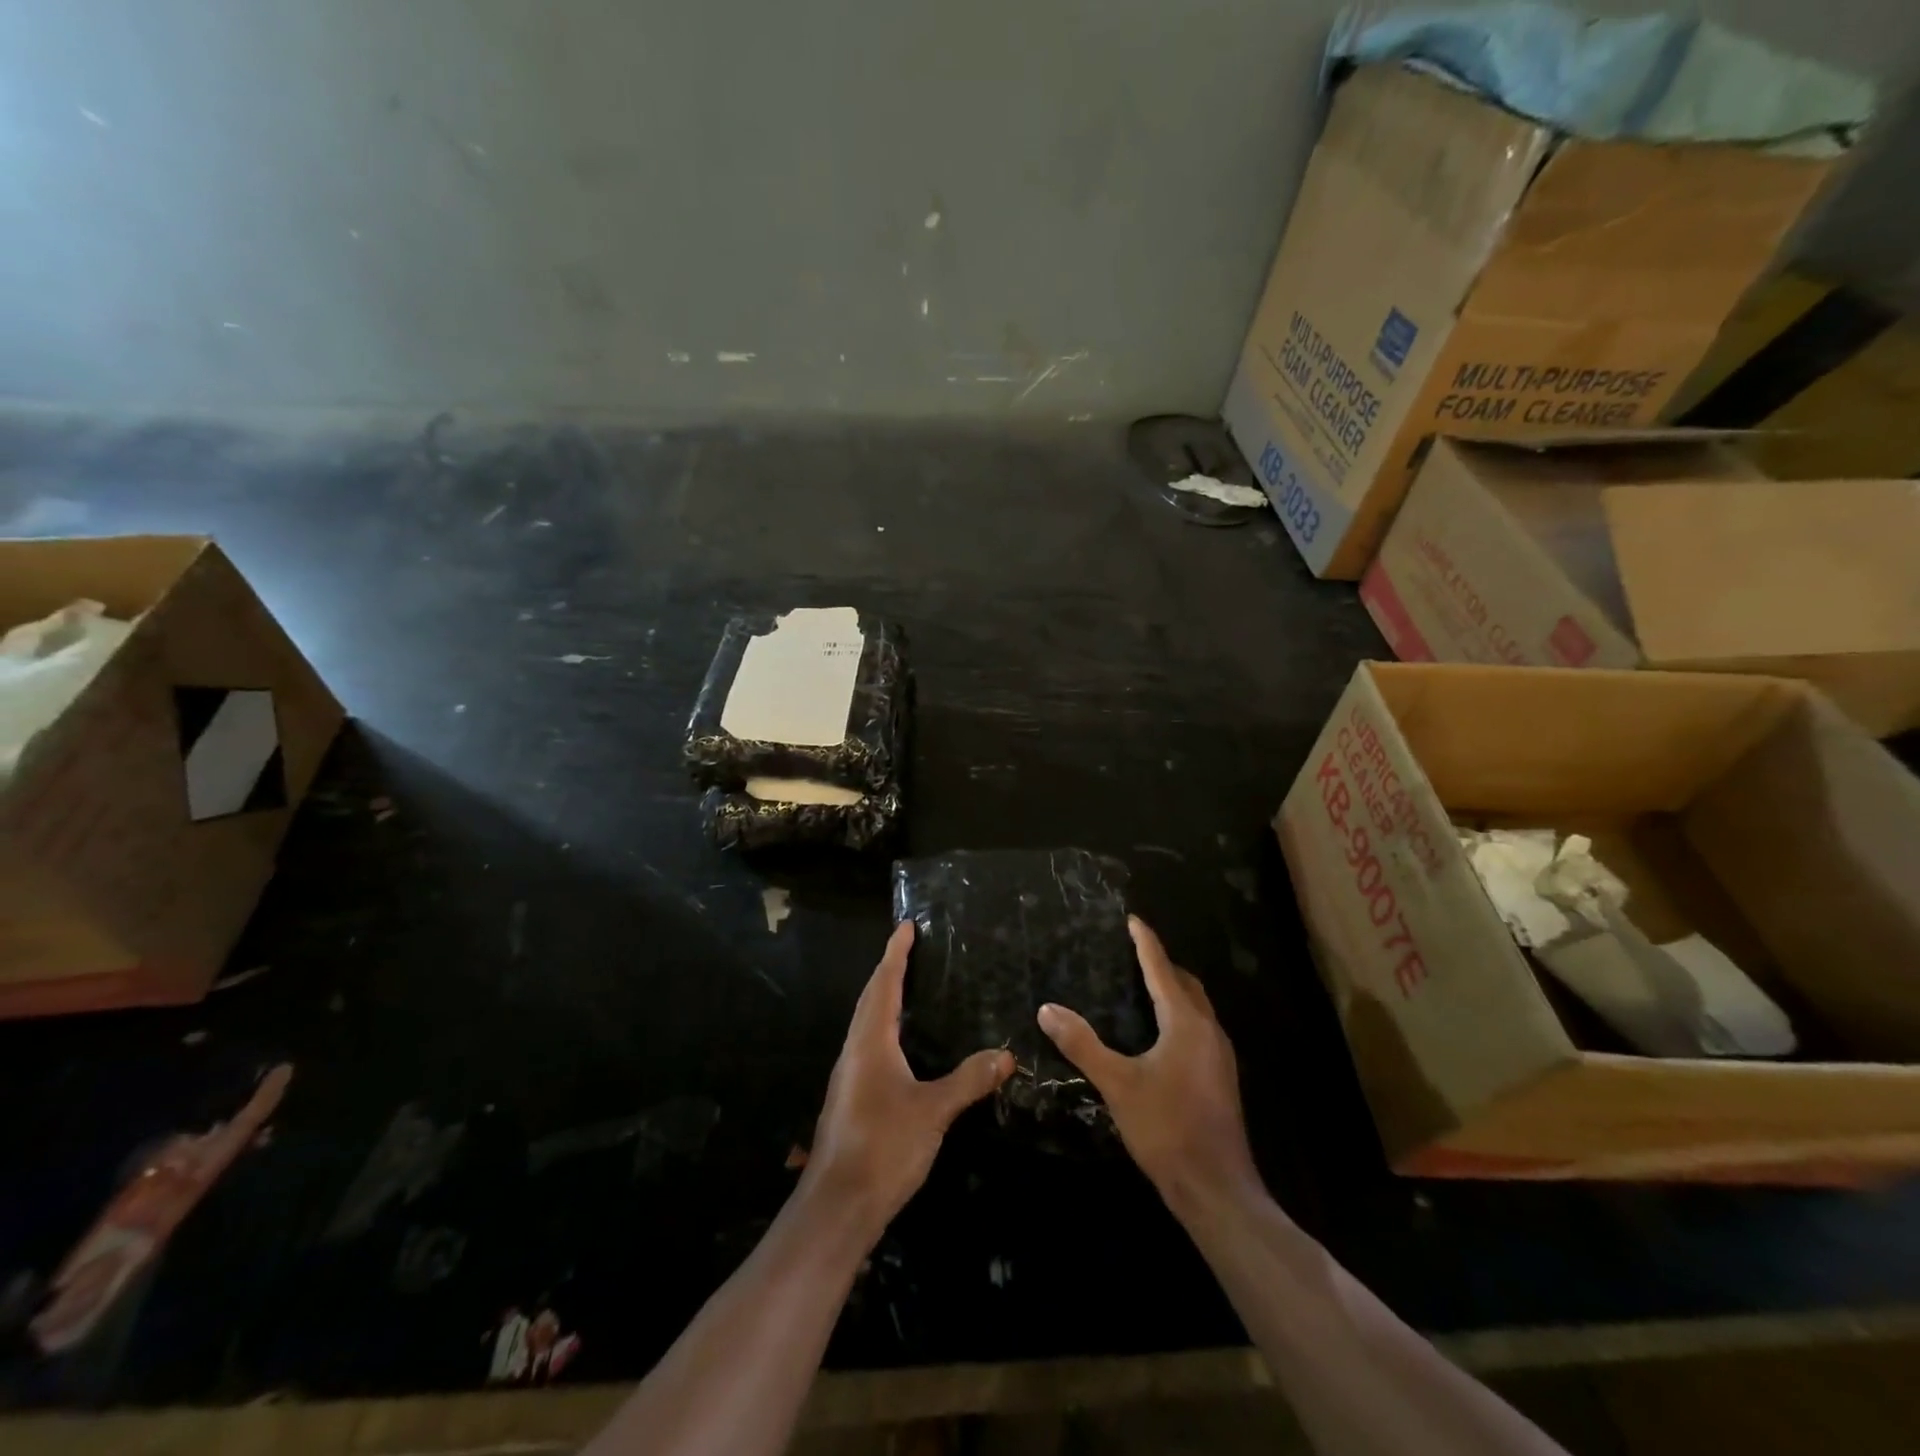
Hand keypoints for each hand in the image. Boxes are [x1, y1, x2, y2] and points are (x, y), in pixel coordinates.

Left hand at [800, 922, 1012, 1240]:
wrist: (837, 1206)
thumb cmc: (883, 1146)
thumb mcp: (933, 1111)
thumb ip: (968, 1080)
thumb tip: (1005, 1054)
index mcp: (870, 1041)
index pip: (884, 984)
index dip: (896, 953)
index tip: (906, 926)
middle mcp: (855, 1050)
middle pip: (871, 998)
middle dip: (889, 970)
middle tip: (910, 948)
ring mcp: (850, 1076)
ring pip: (867, 1023)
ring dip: (884, 998)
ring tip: (908, 987)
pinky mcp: (852, 1098)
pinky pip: (870, 1045)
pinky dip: (885, 1028)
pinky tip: (902, 1046)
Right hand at [1038, 917, 1258, 1214]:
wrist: (1216, 1189)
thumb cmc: (1166, 1128)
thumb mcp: (1117, 1084)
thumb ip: (1082, 1044)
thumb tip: (1047, 1008)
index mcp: (1186, 1023)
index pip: (1162, 969)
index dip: (1146, 943)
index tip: (1132, 920)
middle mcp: (1208, 1031)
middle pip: (1186, 984)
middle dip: (1162, 964)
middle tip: (1133, 953)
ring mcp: (1219, 1056)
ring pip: (1196, 1007)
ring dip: (1173, 990)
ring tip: (1143, 986)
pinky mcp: (1220, 1078)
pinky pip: (1199, 1028)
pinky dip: (1179, 1015)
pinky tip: (1160, 1034)